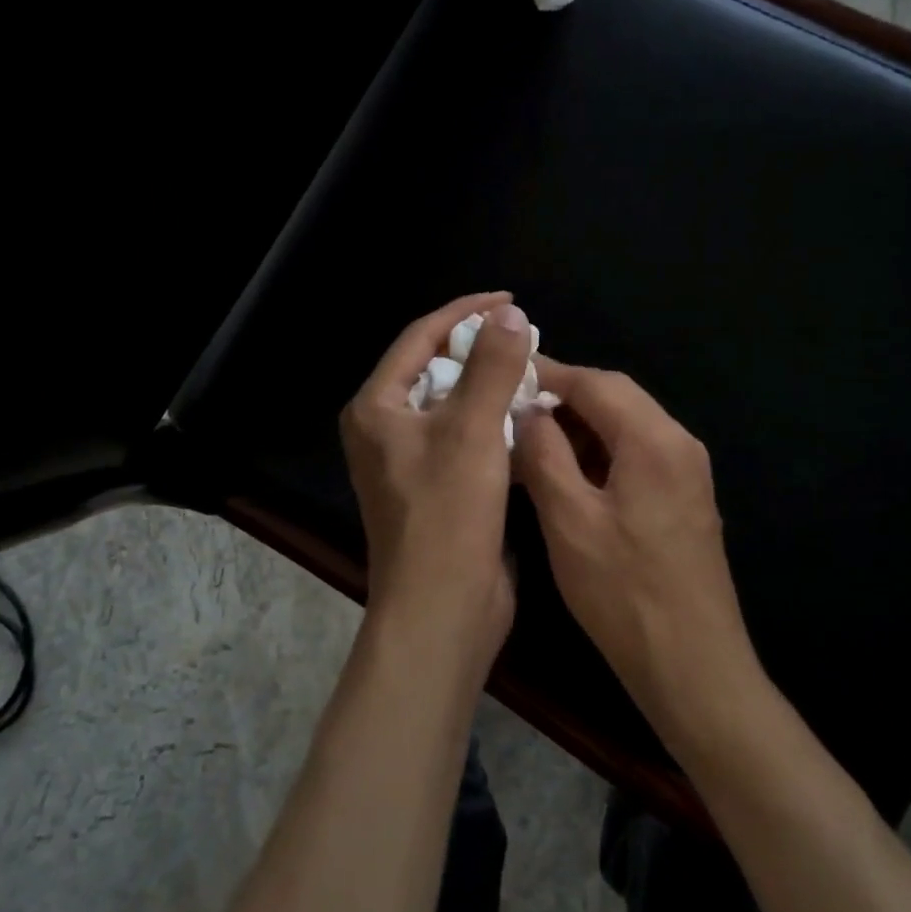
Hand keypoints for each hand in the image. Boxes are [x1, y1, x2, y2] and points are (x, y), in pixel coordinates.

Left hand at [340, 292, 532, 670]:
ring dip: (490, 387)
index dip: (464, 313)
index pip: (420, 338)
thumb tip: (510, 314)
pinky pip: (464, 438)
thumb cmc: (448, 515)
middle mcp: (385, 430)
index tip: (510, 300)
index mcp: (377, 408)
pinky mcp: (436, 488)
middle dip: (479, 350)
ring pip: (452, 405)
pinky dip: (493, 422)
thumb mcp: (472, 430)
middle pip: (434, 370)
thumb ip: (492, 367)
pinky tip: (528, 417)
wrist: (442, 610)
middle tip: (525, 337)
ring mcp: (409, 462)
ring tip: (533, 371)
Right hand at [515, 360, 763, 746]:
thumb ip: (544, 454)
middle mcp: (679, 443)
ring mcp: (687, 472)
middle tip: (512, 405)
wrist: (694, 666)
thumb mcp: (568, 520)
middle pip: (616, 397)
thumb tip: (527, 412)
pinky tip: (566, 471)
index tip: (504, 373)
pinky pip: (637, 454)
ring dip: (580, 425)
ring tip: (530, 437)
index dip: (548, 374)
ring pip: (626, 426)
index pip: (596, 382)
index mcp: (654, 440)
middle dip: (563, 397)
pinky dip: (599, 451)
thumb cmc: (624, 593)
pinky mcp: (684, 499)